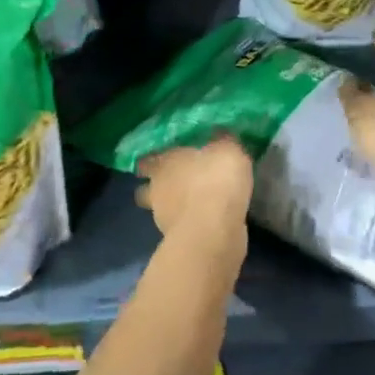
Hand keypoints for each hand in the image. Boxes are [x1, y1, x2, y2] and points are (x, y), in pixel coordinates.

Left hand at [136, 136, 252, 249]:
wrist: (214, 231)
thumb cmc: (216, 181)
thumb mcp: (228, 149)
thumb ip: (222, 141)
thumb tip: (219, 134)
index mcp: (163, 162)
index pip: (148, 159)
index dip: (155, 159)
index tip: (166, 158)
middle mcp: (156, 189)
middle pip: (147, 187)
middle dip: (157, 186)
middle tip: (177, 182)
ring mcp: (163, 218)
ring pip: (162, 209)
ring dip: (174, 207)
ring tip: (196, 203)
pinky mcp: (177, 240)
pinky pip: (182, 226)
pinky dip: (191, 223)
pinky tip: (207, 220)